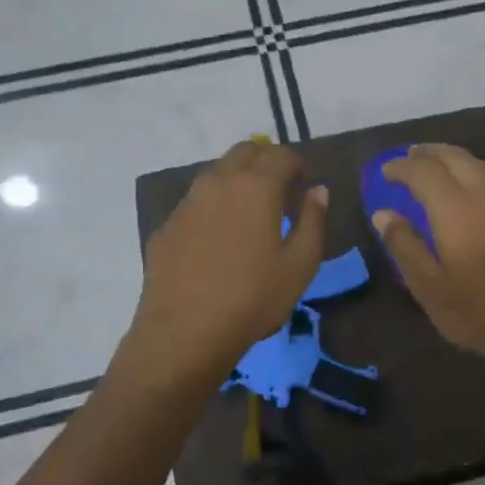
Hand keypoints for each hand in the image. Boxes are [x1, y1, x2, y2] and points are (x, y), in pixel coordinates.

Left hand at [129, 141, 327, 376]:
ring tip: (250, 214)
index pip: (281, 155)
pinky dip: (214, 206)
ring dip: (238, 180)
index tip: (305, 186)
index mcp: (256, 187)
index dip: (298, 165)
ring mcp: (186, 202)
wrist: (184, 332)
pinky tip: (218, 240)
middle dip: (266, 161)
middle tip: (281, 190)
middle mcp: (218, 182)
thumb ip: (313, 221)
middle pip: (245, 151)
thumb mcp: (300, 265)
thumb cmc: (253, 299)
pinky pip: (195, 202)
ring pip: (216, 173)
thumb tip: (318, 190)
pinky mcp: (166, 226)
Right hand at [373, 143, 484, 378]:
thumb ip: (405, 247)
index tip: (384, 171)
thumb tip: (383, 213)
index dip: (402, 167)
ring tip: (432, 163)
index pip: (425, 173)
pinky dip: (470, 170)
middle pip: (456, 158)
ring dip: (452, 157)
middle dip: (429, 153)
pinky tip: (463, 187)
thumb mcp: (430, 289)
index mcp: (457, 212)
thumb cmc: (480, 315)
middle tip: (407, 156)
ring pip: (478, 165)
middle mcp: (484, 199)